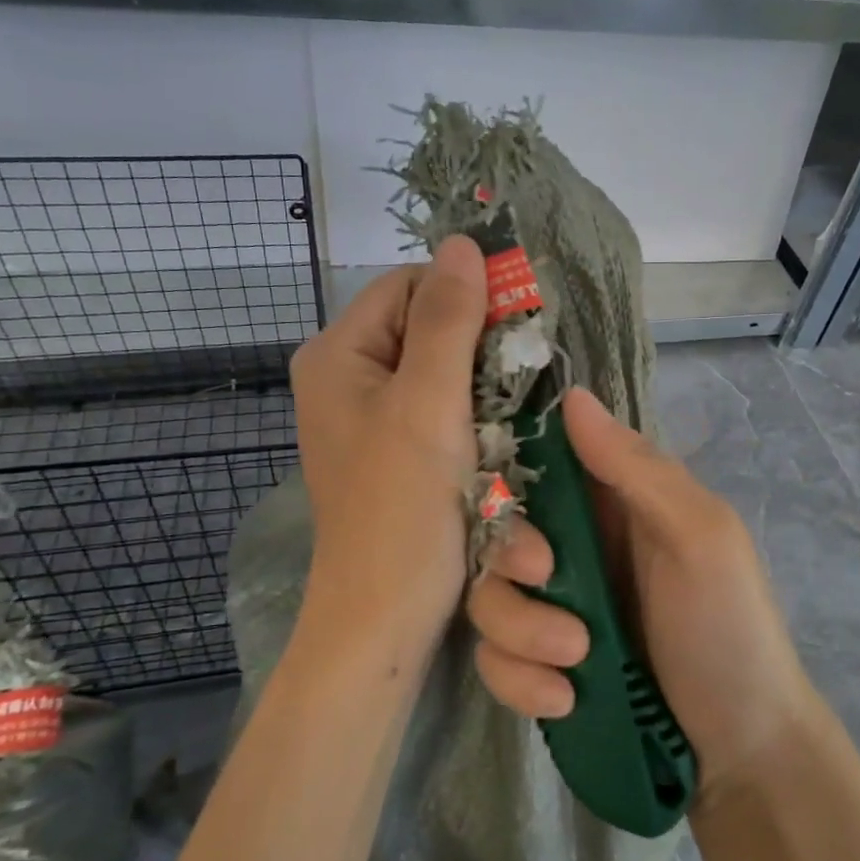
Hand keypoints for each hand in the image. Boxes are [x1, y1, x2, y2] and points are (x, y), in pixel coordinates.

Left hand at [289, 237, 486, 657]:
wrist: (384, 618)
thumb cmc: (402, 508)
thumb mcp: (427, 404)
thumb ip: (448, 320)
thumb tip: (464, 242)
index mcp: (338, 355)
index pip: (409, 286)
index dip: (464, 296)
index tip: (515, 328)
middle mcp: (348, 379)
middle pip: (426, 329)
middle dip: (479, 350)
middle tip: (520, 380)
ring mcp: (371, 419)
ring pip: (442, 373)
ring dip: (483, 390)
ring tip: (511, 419)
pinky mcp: (395, 454)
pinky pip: (441, 412)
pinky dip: (474, 420)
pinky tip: (497, 443)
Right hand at [466, 387, 816, 804]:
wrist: (741, 751)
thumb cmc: (729, 627)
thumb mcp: (699, 537)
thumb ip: (636, 469)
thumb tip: (572, 395)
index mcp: (612, 500)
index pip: (536, 462)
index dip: (508, 471)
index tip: (507, 499)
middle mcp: (574, 546)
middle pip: (497, 530)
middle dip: (511, 559)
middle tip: (546, 581)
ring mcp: (553, 608)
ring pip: (488, 596)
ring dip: (519, 631)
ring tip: (575, 661)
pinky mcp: (539, 665)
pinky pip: (495, 658)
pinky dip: (519, 679)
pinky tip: (565, 699)